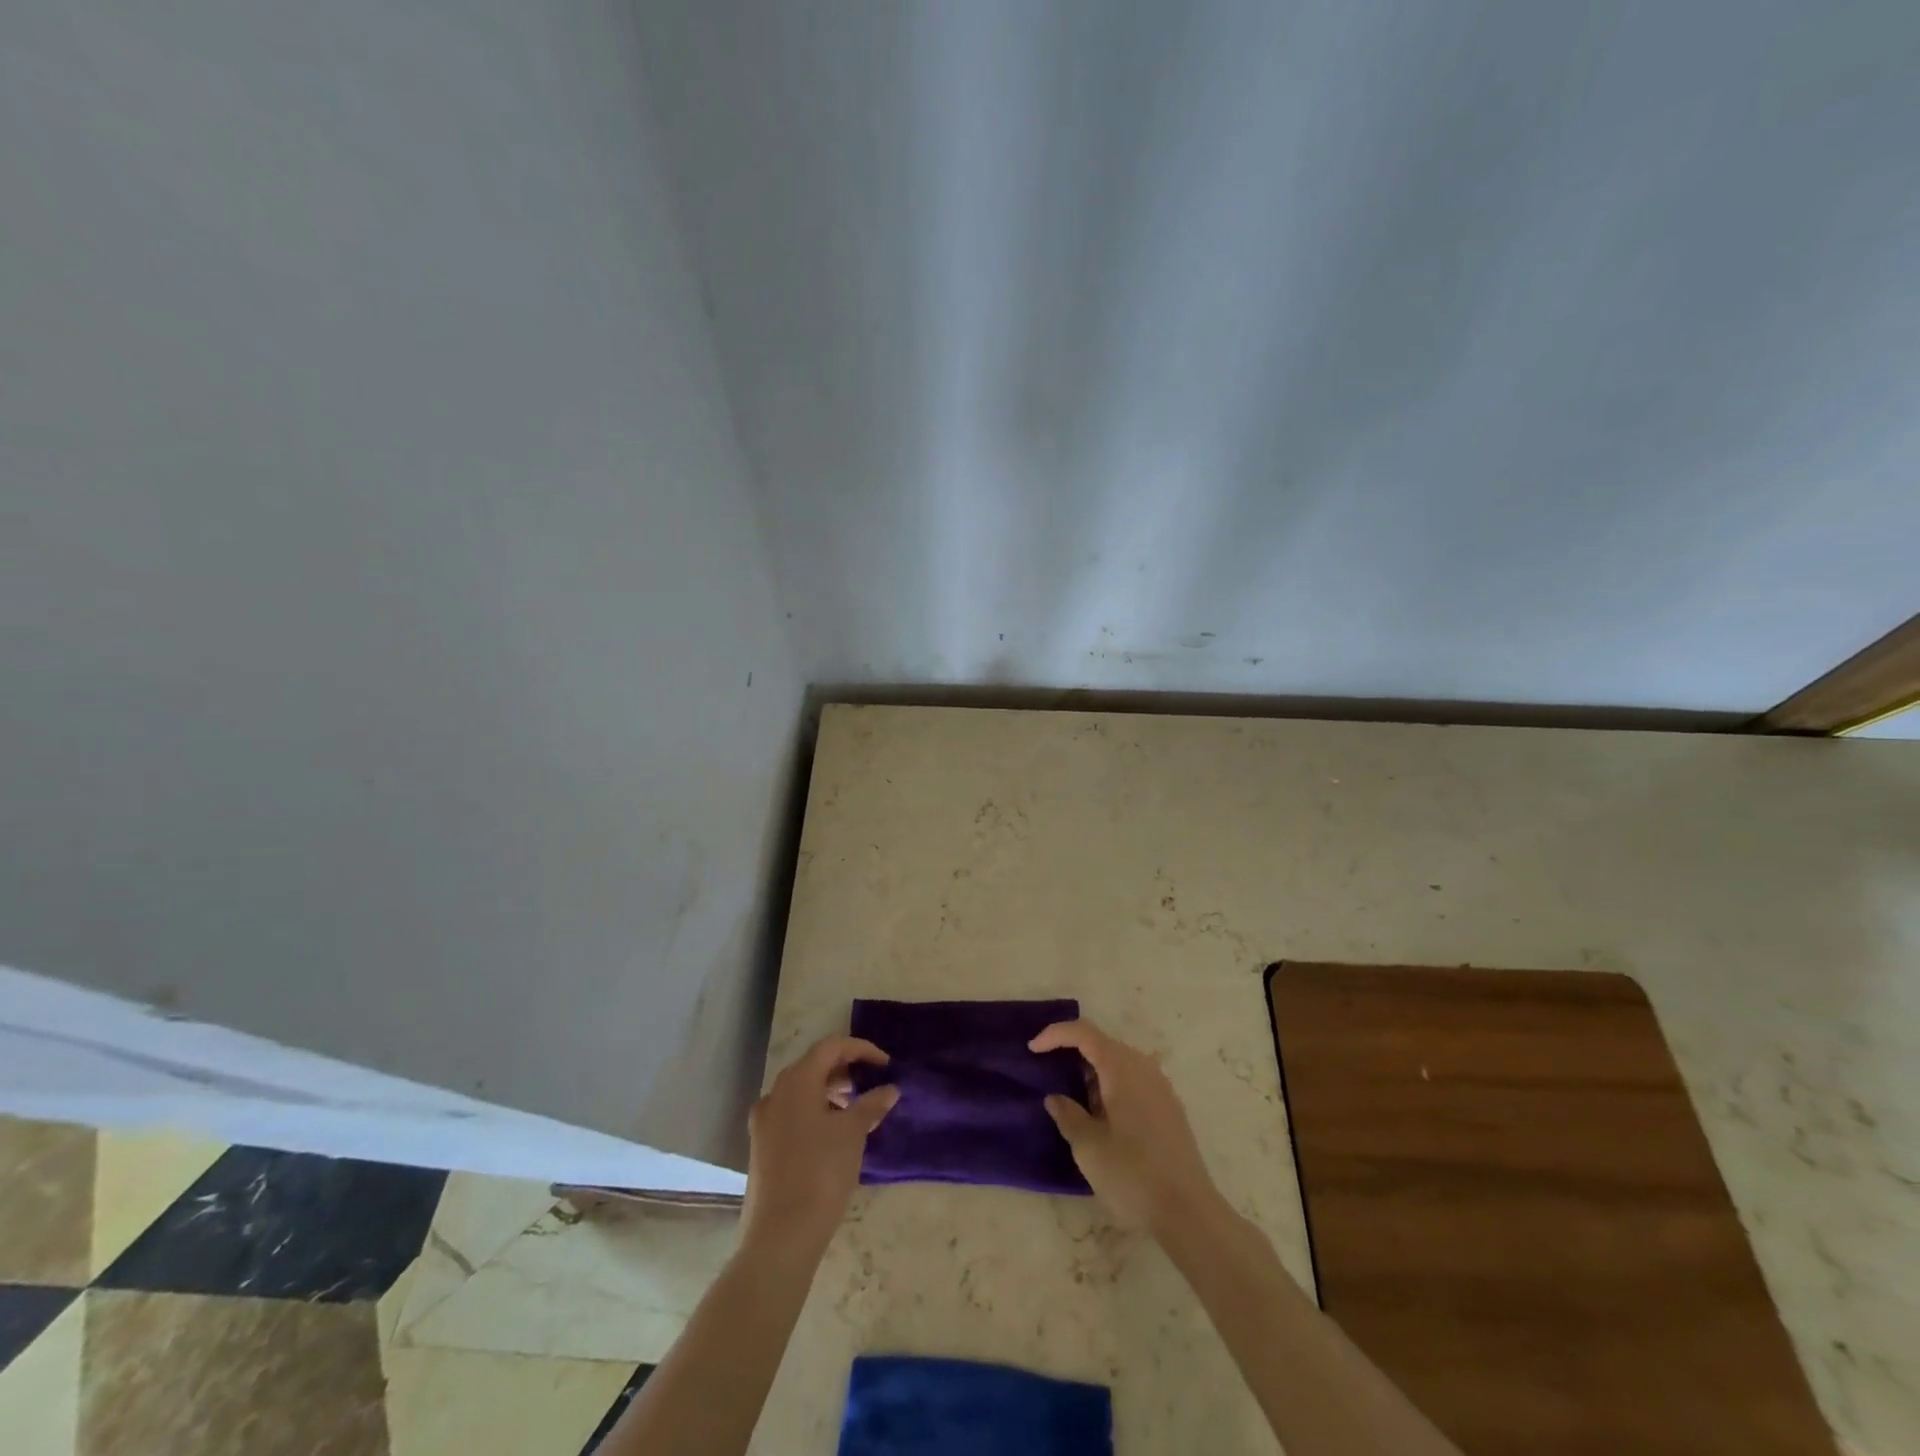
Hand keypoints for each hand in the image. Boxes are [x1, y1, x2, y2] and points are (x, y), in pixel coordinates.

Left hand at [741, 1035, 897, 1259]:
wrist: (780, 1236)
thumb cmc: (821, 1172)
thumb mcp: (853, 1133)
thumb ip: (872, 1104)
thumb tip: (889, 1089)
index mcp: (796, 1081)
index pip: (831, 1047)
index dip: (861, 1049)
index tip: (886, 1065)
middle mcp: (775, 1094)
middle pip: (814, 1066)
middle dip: (845, 1070)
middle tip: (871, 1084)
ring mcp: (764, 1121)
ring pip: (802, 1092)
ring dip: (830, 1093)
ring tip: (856, 1112)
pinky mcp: (762, 1147)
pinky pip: (792, 1115)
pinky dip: (815, 1113)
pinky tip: (833, 1136)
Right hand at [1030, 1019, 1219, 1233]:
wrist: (1189, 1213)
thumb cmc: (1132, 1174)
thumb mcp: (1088, 1147)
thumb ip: (1068, 1115)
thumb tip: (1056, 1098)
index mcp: (1121, 1068)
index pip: (1083, 1032)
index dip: (1055, 1034)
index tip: (1032, 1050)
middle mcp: (1144, 1067)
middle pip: (1102, 1044)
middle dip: (1073, 1054)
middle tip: (1050, 1076)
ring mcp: (1161, 1087)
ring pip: (1119, 1064)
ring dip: (1093, 1074)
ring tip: (1076, 1103)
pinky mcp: (1169, 1108)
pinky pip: (1134, 1081)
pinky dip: (1112, 1087)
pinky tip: (1104, 1118)